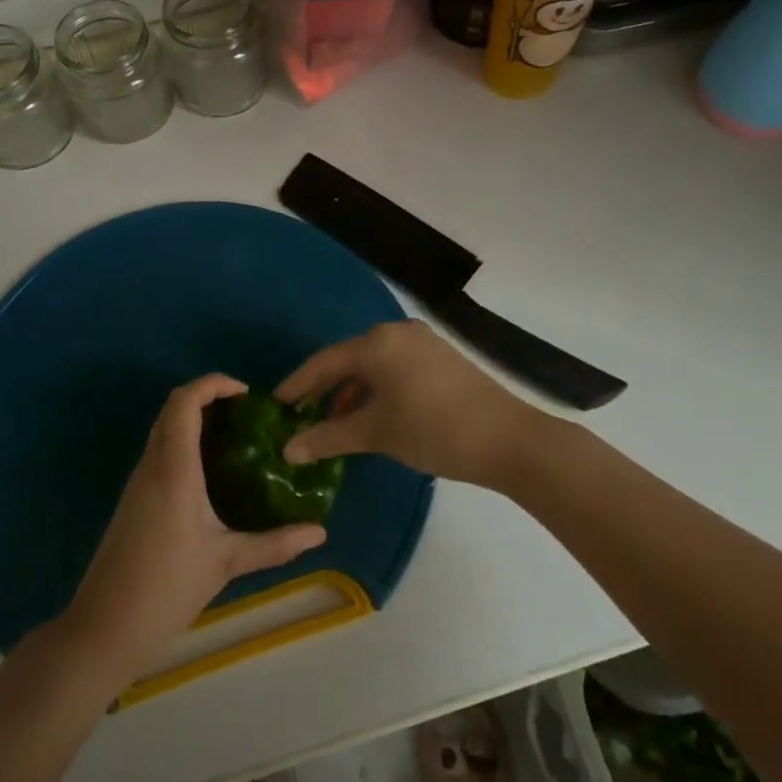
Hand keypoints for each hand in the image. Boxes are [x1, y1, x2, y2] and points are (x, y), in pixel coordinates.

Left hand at [66, 374, 326, 682]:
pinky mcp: (133, 499)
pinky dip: (184, 442)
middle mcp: (152, 465)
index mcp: (173, 470)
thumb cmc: (166, 589)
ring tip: (236, 437)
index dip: (213, 384)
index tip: (247, 394)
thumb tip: (319, 533)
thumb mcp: (226, 563)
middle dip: (207, 397)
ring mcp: (138, 482)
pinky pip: (159, 452)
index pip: (185, 402)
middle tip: (247, 413)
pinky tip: (211, 471)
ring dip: (195, 419)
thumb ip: (274, 544)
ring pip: (163, 429)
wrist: (103, 629)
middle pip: (172, 408)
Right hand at [278, 321, 543, 486]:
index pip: (323, 362)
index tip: (274, 405)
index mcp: (376, 342)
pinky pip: (395, 367)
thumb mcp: (375, 433)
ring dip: (352, 392)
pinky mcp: (440, 357)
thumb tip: (288, 450)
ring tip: (335, 424)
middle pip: (348, 359)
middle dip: (324, 389)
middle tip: (301, 416)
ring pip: (373, 364)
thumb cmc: (432, 430)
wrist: (507, 438)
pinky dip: (377, 389)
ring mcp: (422, 342)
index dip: (296, 385)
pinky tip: (373, 416)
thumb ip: (328, 437)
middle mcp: (397, 332)